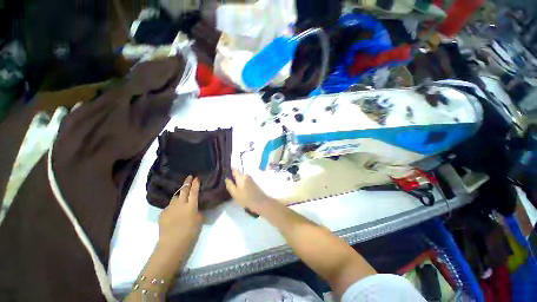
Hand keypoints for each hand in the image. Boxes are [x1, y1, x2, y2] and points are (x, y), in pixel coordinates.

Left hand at [158, 176, 202, 247]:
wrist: (172, 243)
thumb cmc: (190, 232)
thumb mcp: (199, 220)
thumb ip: (197, 211)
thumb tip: (194, 208)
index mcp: (191, 205)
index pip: (194, 191)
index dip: (195, 183)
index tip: (196, 178)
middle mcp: (180, 204)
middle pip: (184, 190)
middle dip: (187, 182)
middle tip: (189, 177)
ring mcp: (170, 208)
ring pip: (175, 197)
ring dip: (179, 195)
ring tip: (181, 197)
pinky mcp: (162, 213)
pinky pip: (169, 207)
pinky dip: (172, 207)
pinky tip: (173, 213)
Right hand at [225, 168, 275, 213]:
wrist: (260, 202)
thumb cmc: (245, 199)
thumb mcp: (235, 193)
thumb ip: (230, 185)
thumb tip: (226, 178)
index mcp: (241, 177)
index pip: (234, 170)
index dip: (230, 169)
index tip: (226, 170)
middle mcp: (246, 176)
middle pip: (238, 174)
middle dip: (234, 176)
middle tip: (228, 182)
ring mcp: (251, 179)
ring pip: (242, 178)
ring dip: (238, 180)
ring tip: (234, 186)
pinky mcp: (254, 183)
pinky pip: (246, 180)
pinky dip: (242, 183)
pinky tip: (241, 189)